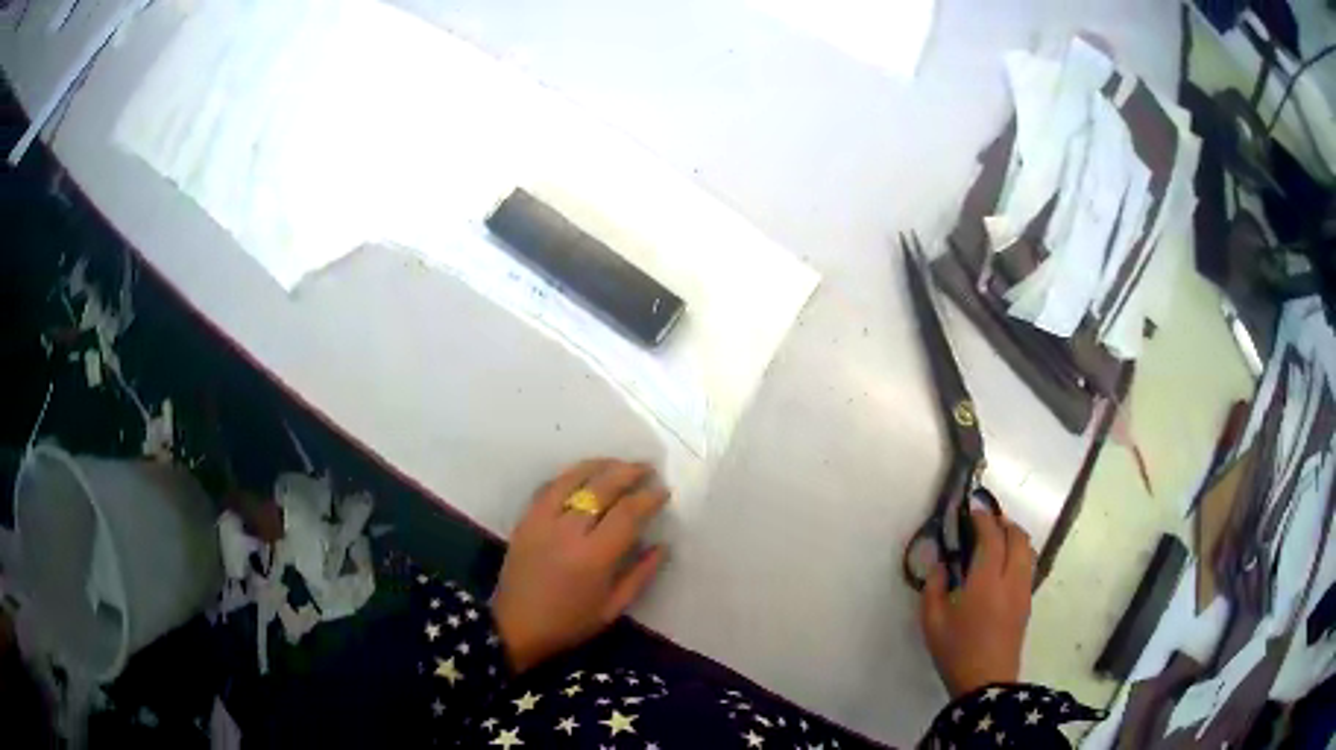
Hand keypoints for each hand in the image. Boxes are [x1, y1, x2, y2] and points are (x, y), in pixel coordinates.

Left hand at [492, 459, 668, 673]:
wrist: (514, 625)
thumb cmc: (568, 623)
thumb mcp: (612, 608)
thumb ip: (640, 575)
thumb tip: (663, 545)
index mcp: (594, 557)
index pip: (627, 513)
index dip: (648, 498)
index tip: (663, 491)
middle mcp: (568, 531)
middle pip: (601, 487)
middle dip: (628, 472)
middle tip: (647, 468)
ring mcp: (542, 521)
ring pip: (573, 478)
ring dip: (599, 465)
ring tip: (618, 463)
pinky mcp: (525, 519)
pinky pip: (550, 486)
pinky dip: (570, 476)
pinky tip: (584, 475)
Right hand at [920, 509, 1035, 697]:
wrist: (986, 683)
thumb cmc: (956, 652)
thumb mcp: (932, 622)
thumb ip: (933, 587)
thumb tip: (940, 563)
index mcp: (986, 580)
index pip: (992, 537)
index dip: (983, 519)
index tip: (972, 511)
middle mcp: (1011, 579)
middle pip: (1018, 537)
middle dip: (1004, 524)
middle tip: (986, 523)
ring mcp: (1023, 591)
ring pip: (1028, 551)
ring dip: (1015, 538)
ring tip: (997, 542)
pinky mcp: (1027, 604)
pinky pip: (1028, 567)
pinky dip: (1019, 555)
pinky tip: (1003, 568)